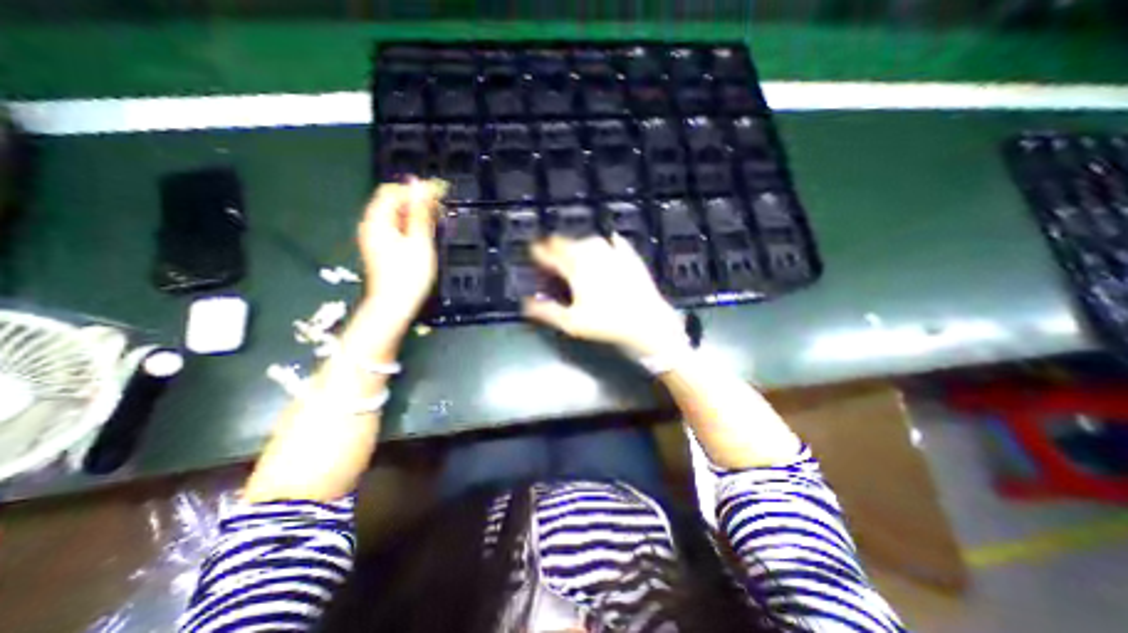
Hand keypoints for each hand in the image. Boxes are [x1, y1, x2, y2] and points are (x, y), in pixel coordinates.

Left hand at [355, 174, 445, 329]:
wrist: (394, 305)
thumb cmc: (408, 275)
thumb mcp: (419, 241)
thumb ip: (419, 212)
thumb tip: (421, 186)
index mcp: (378, 220)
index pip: (394, 191)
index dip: (416, 189)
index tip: (439, 194)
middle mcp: (372, 225)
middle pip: (393, 202)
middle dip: (417, 201)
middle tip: (440, 209)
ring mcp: (375, 237)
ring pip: (395, 215)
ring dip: (416, 214)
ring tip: (436, 221)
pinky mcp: (381, 248)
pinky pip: (395, 228)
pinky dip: (410, 226)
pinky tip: (424, 234)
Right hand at [523, 236, 688, 357]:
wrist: (646, 320)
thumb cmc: (606, 322)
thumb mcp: (571, 322)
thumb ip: (546, 311)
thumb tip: (525, 303)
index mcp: (575, 269)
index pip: (551, 254)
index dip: (539, 251)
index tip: (532, 249)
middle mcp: (592, 255)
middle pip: (569, 243)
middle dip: (557, 244)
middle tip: (551, 249)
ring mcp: (613, 253)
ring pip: (590, 240)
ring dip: (579, 242)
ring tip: (574, 247)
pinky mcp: (630, 256)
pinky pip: (615, 241)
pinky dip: (607, 241)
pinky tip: (607, 241)